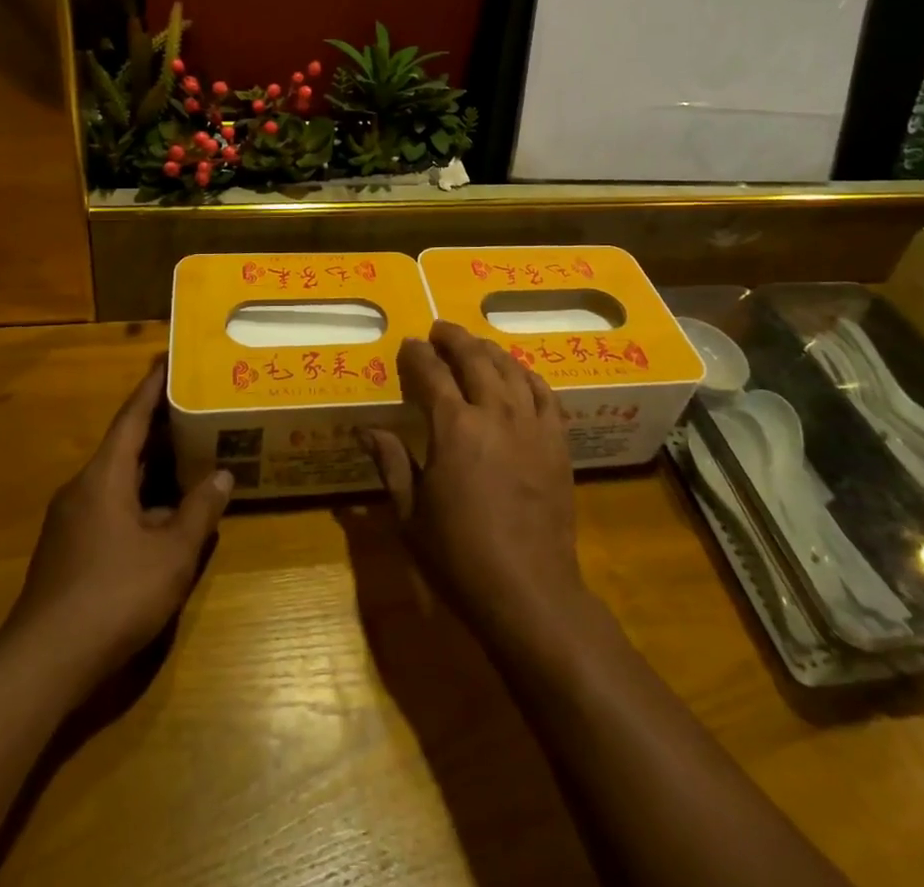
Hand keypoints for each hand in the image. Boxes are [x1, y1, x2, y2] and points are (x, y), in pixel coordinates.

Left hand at [4, 358, 232, 693]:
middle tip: (197, 406)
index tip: (169, 359)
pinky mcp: (69, 551)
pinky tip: (167, 515)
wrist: (42, 665)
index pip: (132, 417)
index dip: (154, 387)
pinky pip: (112, 507)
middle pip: (126, 446)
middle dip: (161, 427)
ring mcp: (72, 522)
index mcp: (104, 476)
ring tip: (192, 455)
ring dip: (154, 468)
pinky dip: (142, 499)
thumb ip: (200, 511)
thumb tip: (222, 476)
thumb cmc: (113, 596)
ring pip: (120, 480)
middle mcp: (83, 489)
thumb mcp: (171, 554)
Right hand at [360, 321, 590, 648]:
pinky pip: (544, 393)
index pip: (431, 373)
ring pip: (510, 369)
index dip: (417, 355)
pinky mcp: (557, 442)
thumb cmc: (459, 557)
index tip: (408, 344)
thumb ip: (391, 463)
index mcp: (454, 427)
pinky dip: (527, 375)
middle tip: (439, 331)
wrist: (528, 591)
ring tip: (475, 345)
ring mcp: (531, 425)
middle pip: (474, 359)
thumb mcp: (410, 514)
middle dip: (454, 339)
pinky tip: (518, 373)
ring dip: (489, 351)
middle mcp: (494, 413)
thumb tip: (365, 429)